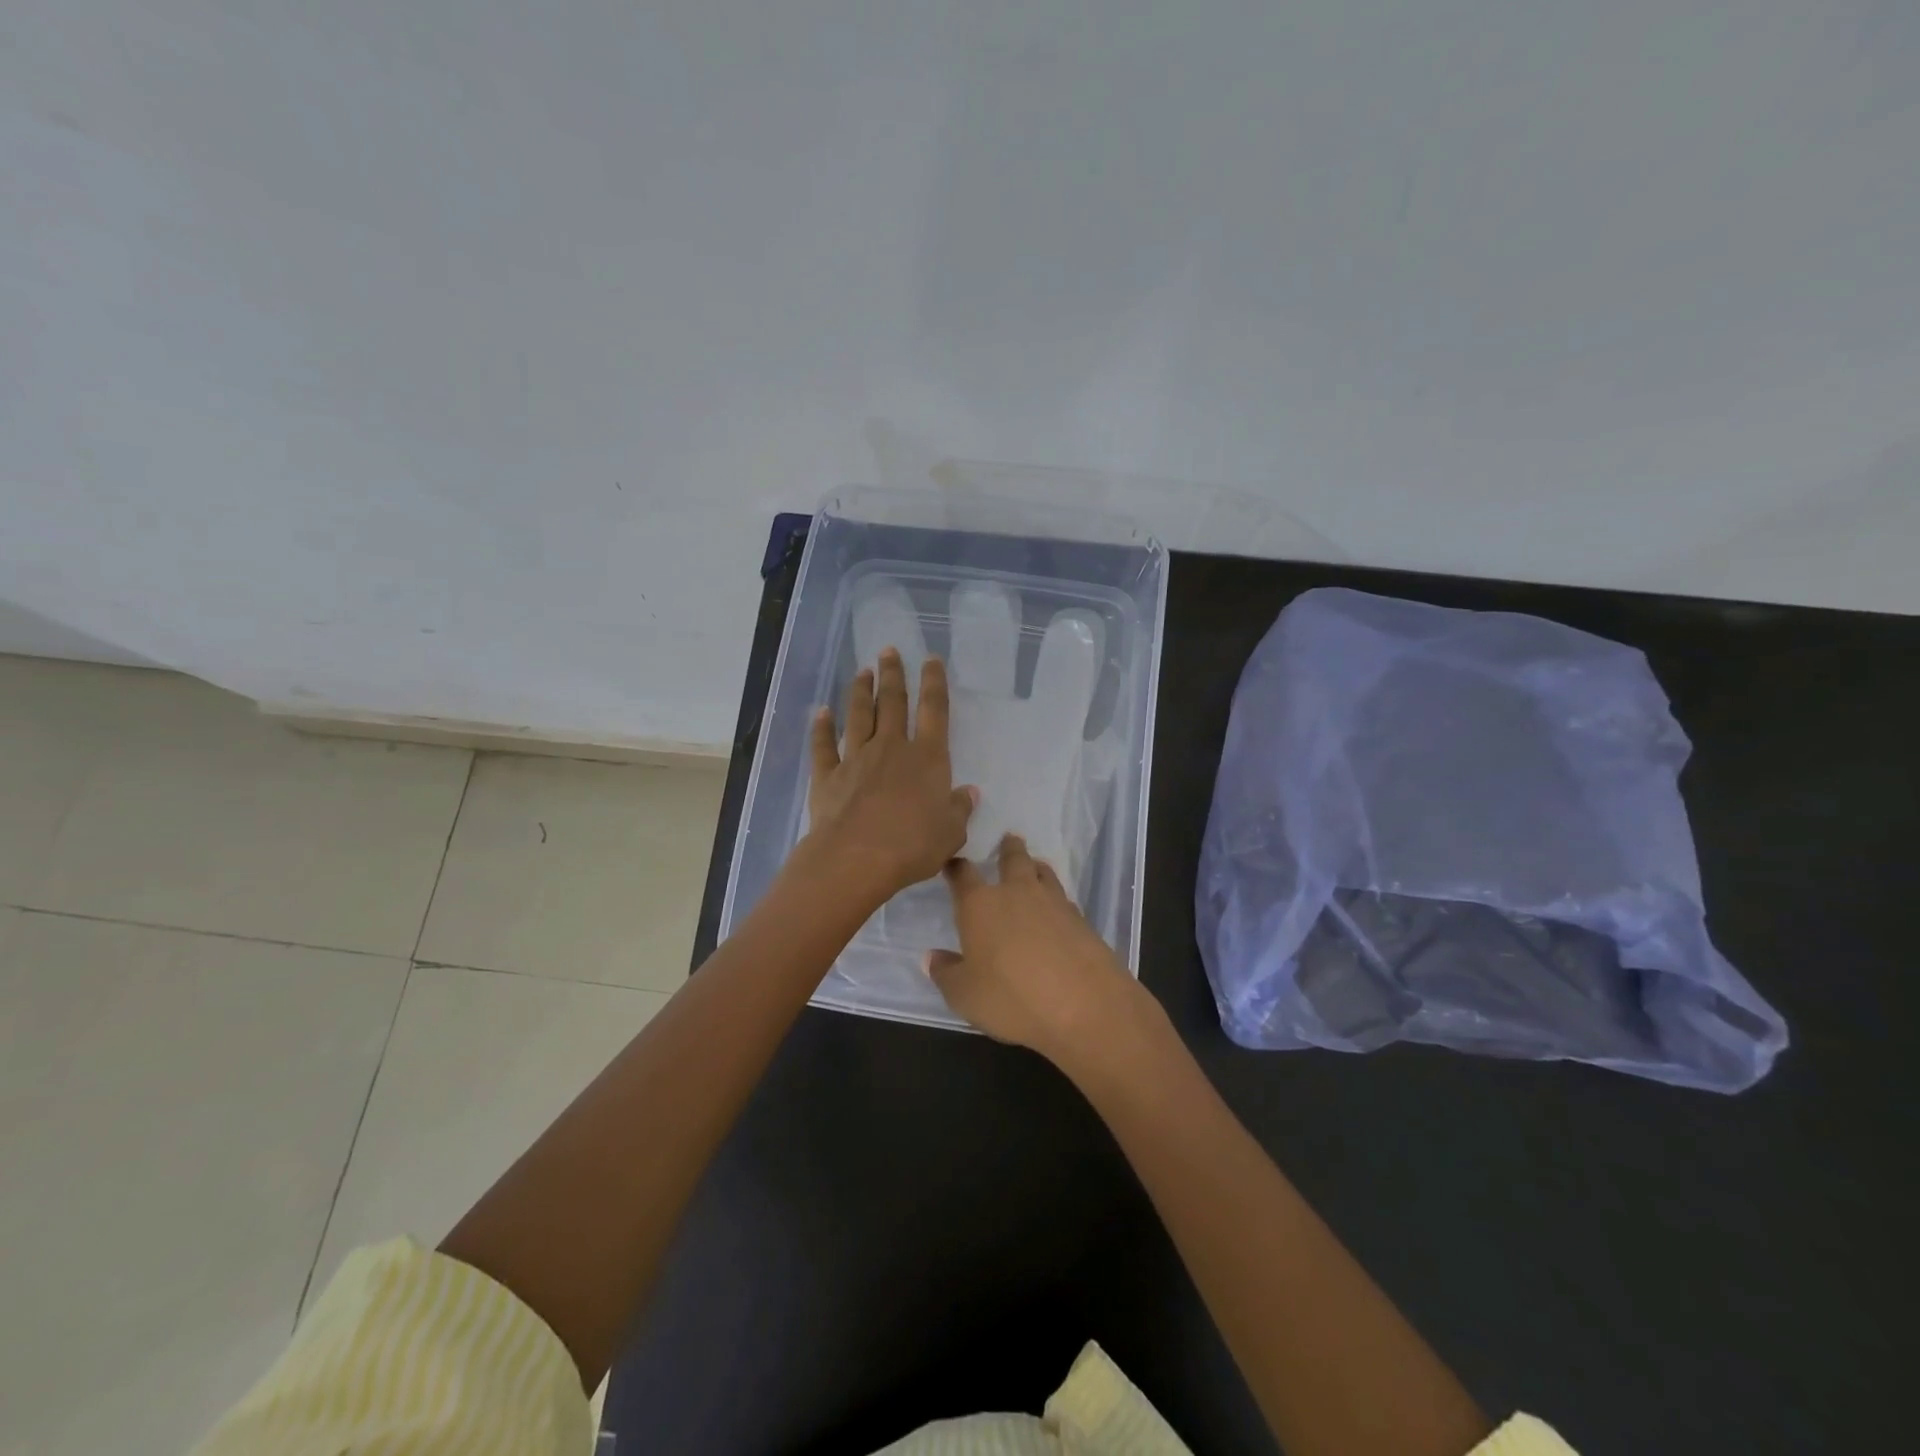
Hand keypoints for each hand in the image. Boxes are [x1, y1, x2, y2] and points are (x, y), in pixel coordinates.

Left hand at [804, 648, 976, 900]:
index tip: (931, 659)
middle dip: (892, 674)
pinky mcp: (828, 776)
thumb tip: (969, 793)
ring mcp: (856, 758)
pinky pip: (824, 745)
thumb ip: (960, 809)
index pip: (934, 710)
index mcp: (927, 757)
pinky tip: (821, 712)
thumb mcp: (951, 833)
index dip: (934, 682)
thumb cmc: (912, 846)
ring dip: (861, 692)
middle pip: (892, 702)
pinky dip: (821, 727)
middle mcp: (891, 748)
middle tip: (888, 651)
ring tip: (862, 671)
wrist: (856, 859)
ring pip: (859, 716)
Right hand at [928, 835, 1149, 1068]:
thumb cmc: (1011, 998)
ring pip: (1043, 873)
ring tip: (1034, 865)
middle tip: (1008, 839)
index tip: (953, 862)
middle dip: (1008, 849)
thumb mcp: (965, 995)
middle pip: (1012, 859)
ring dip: (1036, 867)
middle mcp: (1016, 893)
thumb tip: (931, 957)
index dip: (956, 867)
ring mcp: (1053, 903)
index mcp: (980, 905)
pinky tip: (1057, 910)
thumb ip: (946, 974)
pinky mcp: (1081, 919)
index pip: (963, 875)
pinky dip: (1056, 898)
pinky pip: (1064, 899)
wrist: (1083, 1004)